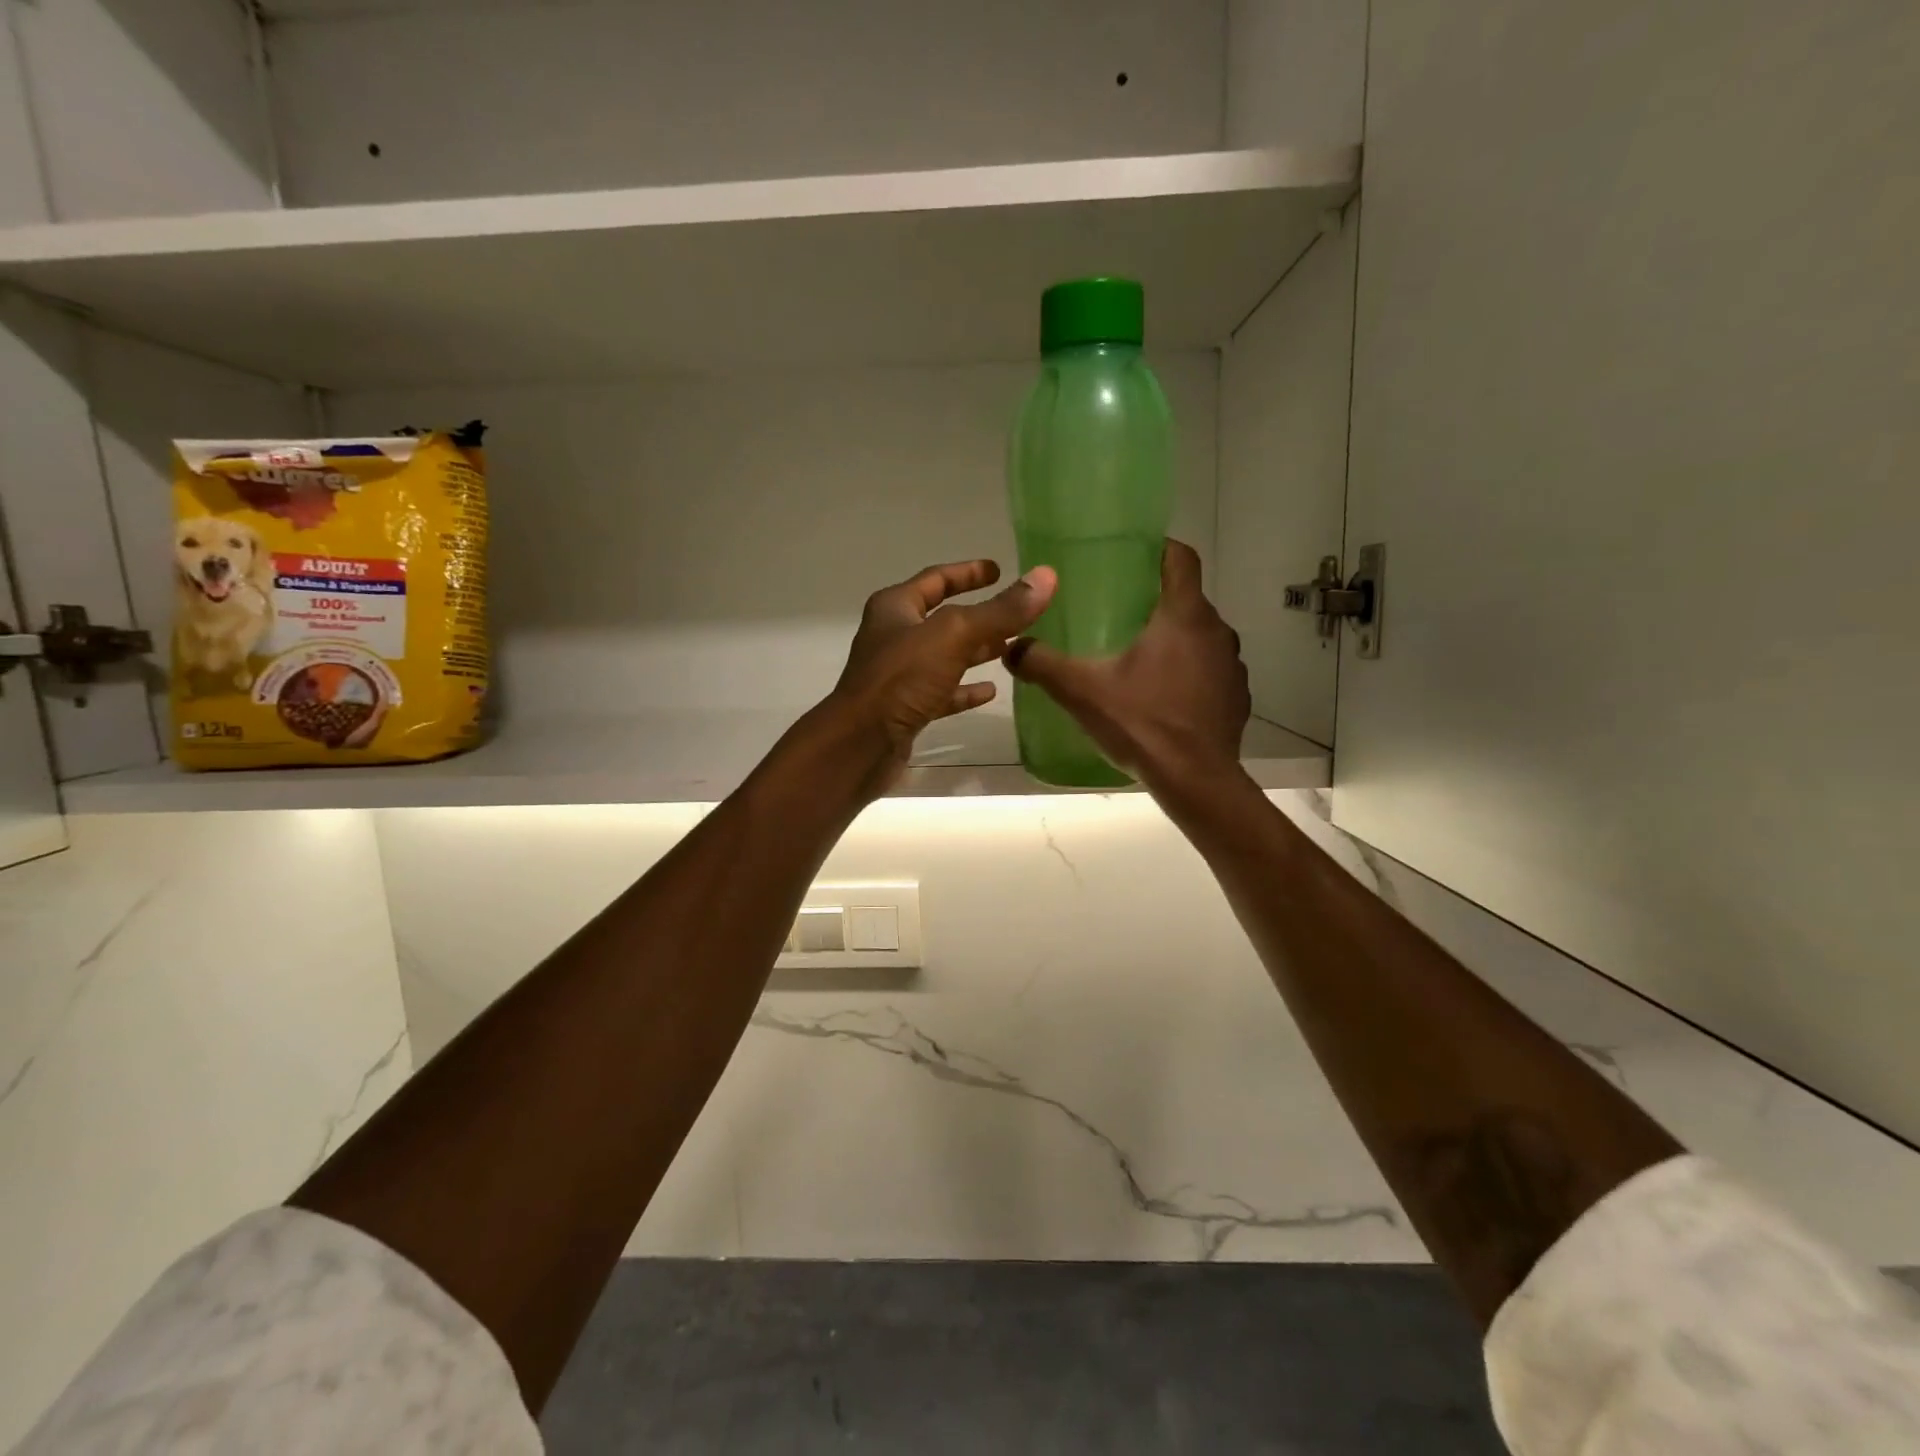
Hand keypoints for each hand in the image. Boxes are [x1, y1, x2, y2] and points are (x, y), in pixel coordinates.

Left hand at [825, 559, 1056, 787]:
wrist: (860, 745)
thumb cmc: (901, 679)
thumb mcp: (954, 636)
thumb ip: (1001, 610)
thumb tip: (1045, 577)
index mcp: (896, 608)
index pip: (936, 579)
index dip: (968, 572)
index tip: (997, 569)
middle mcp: (894, 637)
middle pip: (943, 619)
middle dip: (980, 616)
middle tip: (1017, 614)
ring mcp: (899, 675)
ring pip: (945, 656)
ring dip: (976, 652)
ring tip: (1013, 650)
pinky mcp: (906, 709)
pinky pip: (942, 692)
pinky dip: (965, 690)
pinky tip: (990, 692)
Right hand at [1006, 540, 1248, 796]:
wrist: (1196, 780)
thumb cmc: (1142, 723)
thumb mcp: (1082, 691)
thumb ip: (1042, 664)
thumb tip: (1011, 647)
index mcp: (1184, 617)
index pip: (1182, 559)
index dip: (1160, 548)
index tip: (1135, 554)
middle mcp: (1217, 632)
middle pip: (1189, 599)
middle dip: (1158, 600)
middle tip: (1121, 611)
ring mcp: (1233, 667)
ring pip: (1202, 637)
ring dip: (1177, 639)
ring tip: (1142, 657)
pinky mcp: (1237, 698)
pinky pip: (1212, 671)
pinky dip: (1191, 673)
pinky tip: (1165, 697)